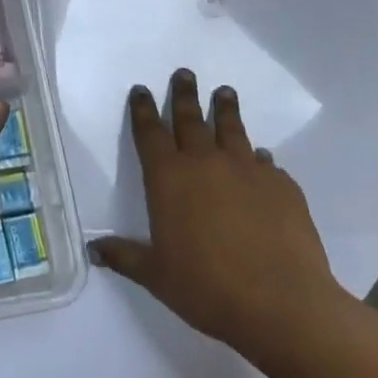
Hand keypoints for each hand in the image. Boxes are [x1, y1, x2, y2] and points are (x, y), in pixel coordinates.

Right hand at [90, 69, 344, 368]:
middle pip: (191, 118)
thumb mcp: (157, 276)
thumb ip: (125, 256)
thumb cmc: (208, 288)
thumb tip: (94, 250)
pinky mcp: (282, 186)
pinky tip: (262, 159)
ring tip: (224, 92)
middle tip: (185, 73)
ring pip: (232, 129)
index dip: (143, 109)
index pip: (150, 132)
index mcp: (169, 178)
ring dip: (225, 109)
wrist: (283, 304)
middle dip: (184, 94)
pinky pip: (266, 163)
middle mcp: (205, 162)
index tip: (141, 89)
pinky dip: (259, 158)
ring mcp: (247, 170)